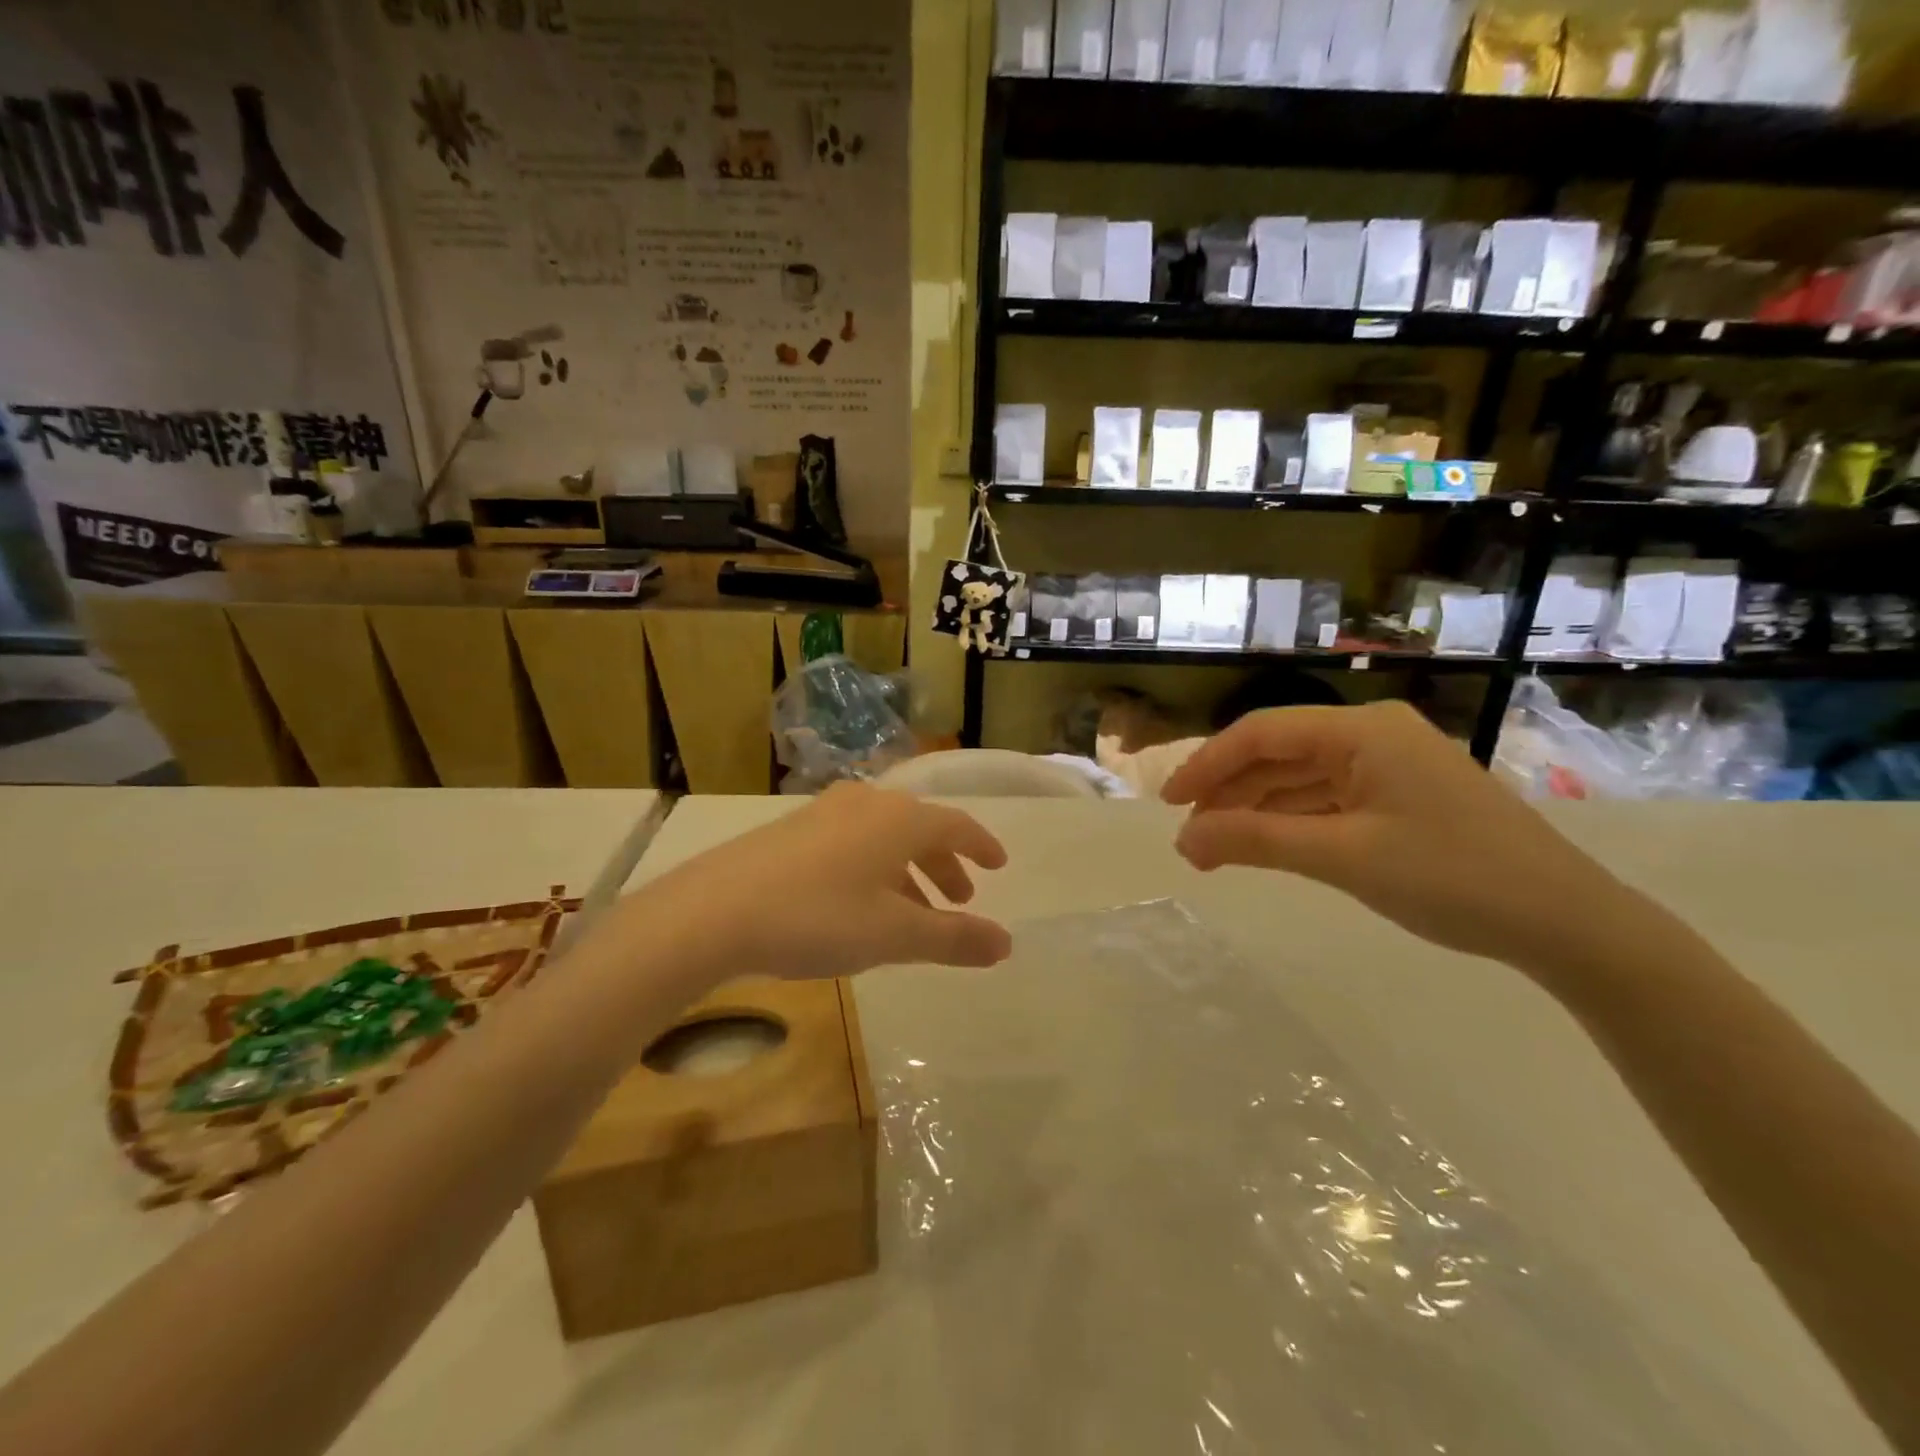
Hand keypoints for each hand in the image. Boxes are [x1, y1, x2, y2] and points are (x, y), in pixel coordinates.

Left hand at [613, 782, 1012, 988]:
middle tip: (958, 899)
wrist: (715, 910)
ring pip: (884, 837)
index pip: (957, 825)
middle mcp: (867, 803)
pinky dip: (872, 868)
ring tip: (912, 911)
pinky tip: (859, 903)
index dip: (981, 846)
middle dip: (944, 865)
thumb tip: (1006, 943)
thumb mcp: (894, 935)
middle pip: (920, 829)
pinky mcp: (792, 829)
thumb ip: (953, 939)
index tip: (998, 865)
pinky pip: (852, 842)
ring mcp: (825, 812)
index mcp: (900, 820)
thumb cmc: (818, 918)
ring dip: (907, 871)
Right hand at [1161, 702, 1644, 973]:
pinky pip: (1329, 799)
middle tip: (1190, 840)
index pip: (1261, 733)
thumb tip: (1183, 841)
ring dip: (1256, 810)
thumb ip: (1255, 841)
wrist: (1568, 924)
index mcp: (1362, 731)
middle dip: (1229, 793)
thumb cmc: (1451, 878)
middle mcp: (1374, 735)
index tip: (1167, 804)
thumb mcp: (1342, 857)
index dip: (1206, 764)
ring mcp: (1391, 765)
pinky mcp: (1403, 796)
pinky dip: (1292, 822)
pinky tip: (1266, 846)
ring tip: (1216, 850)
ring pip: (1300, 779)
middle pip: (1278, 754)